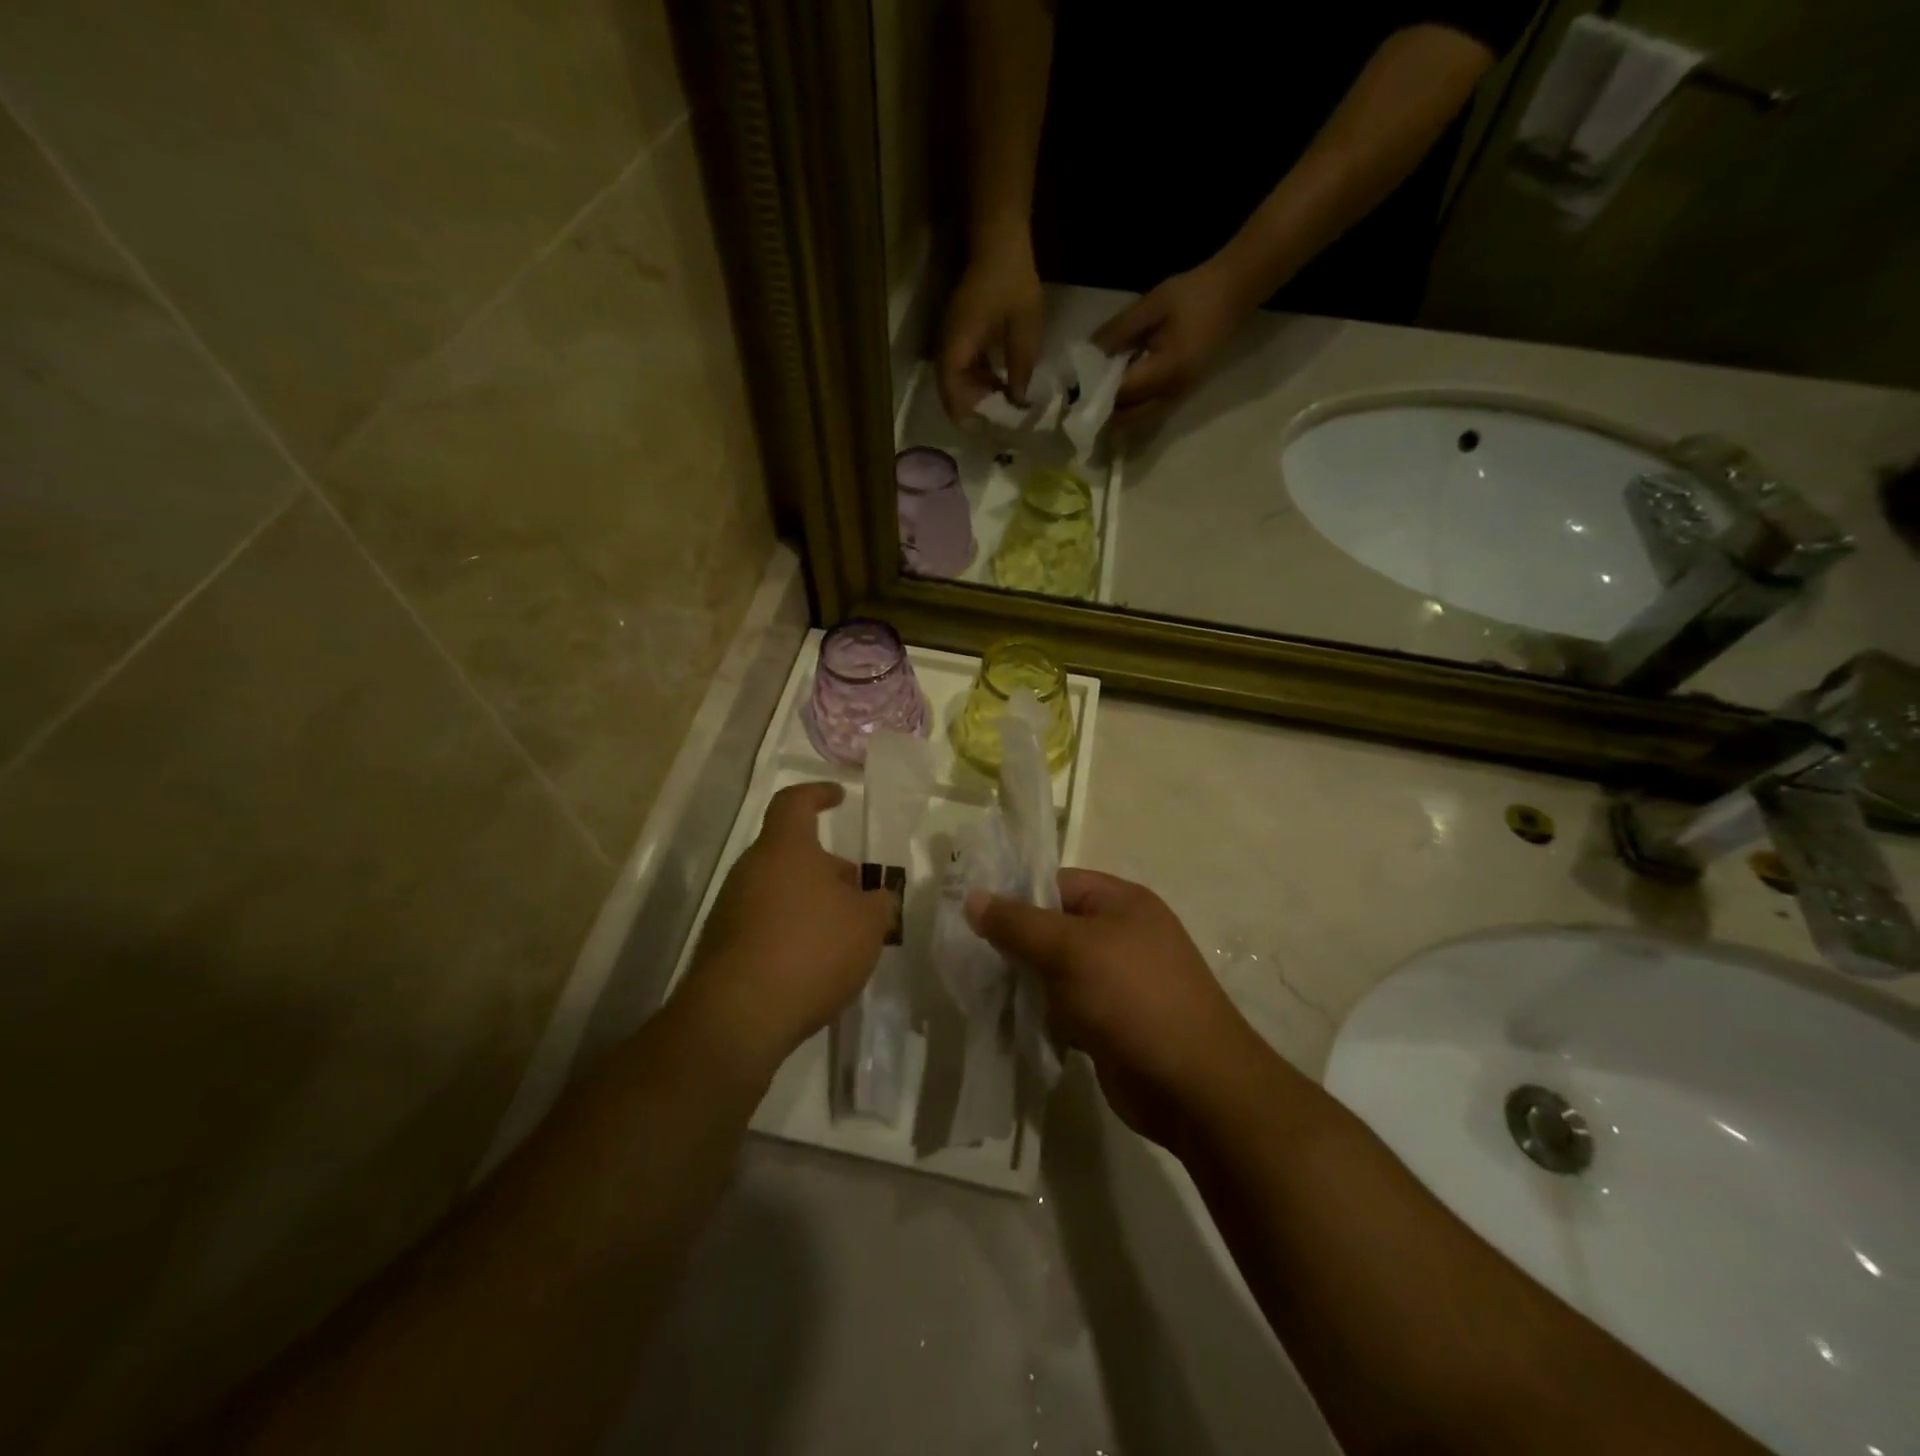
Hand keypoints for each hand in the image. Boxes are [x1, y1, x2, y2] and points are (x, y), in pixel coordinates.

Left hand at [675, 783, 896, 1079]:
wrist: (739, 1016)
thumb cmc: (812, 949)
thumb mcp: (867, 925)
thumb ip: (879, 903)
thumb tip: (878, 897)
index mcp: (785, 849)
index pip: (794, 802)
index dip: (817, 794)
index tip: (838, 797)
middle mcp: (751, 870)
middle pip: (791, 854)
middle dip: (826, 869)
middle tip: (857, 893)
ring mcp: (730, 908)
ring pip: (778, 891)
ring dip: (810, 903)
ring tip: (842, 935)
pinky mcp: (722, 947)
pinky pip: (763, 924)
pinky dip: (790, 932)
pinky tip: (813, 965)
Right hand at [936, 236, 1044, 419]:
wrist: (1000, 238)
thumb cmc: (1012, 282)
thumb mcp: (1025, 330)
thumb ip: (1020, 369)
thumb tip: (1018, 403)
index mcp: (957, 347)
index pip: (951, 394)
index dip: (965, 417)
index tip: (984, 432)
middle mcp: (948, 346)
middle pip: (951, 391)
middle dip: (972, 409)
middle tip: (997, 423)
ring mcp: (952, 337)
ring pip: (957, 379)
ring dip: (976, 393)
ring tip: (1003, 406)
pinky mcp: (960, 331)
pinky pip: (963, 364)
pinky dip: (978, 377)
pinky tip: (1001, 382)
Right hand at [964, 870, 1262, 1148]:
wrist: (1193, 1086)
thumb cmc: (1131, 998)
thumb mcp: (1069, 950)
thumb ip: (1018, 923)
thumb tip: (972, 898)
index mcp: (1121, 902)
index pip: (1056, 884)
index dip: (1015, 896)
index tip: (971, 917)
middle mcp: (1121, 934)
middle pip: (1054, 927)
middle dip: (1016, 944)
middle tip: (971, 958)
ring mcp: (1118, 981)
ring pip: (1056, 971)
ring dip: (1026, 983)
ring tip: (985, 992)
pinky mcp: (1111, 1022)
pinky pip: (1066, 1007)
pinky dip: (1043, 1014)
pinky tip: (1013, 1024)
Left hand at [1090, 258, 1256, 430]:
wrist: (1235, 291)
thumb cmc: (1193, 293)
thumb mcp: (1152, 305)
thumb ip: (1118, 331)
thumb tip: (1086, 354)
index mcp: (1167, 371)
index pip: (1122, 392)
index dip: (1095, 393)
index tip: (1071, 389)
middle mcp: (1173, 393)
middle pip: (1128, 417)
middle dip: (1102, 411)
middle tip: (1078, 399)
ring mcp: (1179, 398)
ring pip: (1138, 421)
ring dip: (1115, 415)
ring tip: (1093, 398)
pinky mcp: (1181, 396)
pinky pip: (1149, 414)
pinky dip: (1129, 411)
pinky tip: (1115, 396)